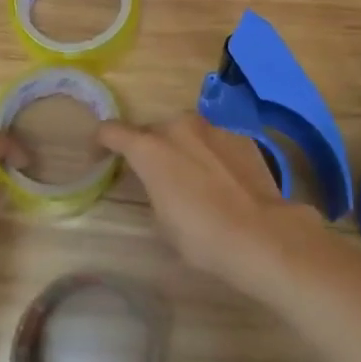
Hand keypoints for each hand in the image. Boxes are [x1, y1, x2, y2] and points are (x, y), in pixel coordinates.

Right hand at [98, 115, 327, 295]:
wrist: (260, 232)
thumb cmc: (202, 235)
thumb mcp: (162, 219)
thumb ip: (152, 187)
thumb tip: (160, 179)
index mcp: (149, 147)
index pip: (112, 131)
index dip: (102, 142)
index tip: (99, 155)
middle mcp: (178, 126)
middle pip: (153, 131)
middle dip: (149, 148)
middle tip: (154, 176)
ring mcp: (211, 126)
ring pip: (186, 132)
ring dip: (182, 148)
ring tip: (192, 178)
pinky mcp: (239, 133)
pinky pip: (214, 139)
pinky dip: (210, 153)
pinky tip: (222, 179)